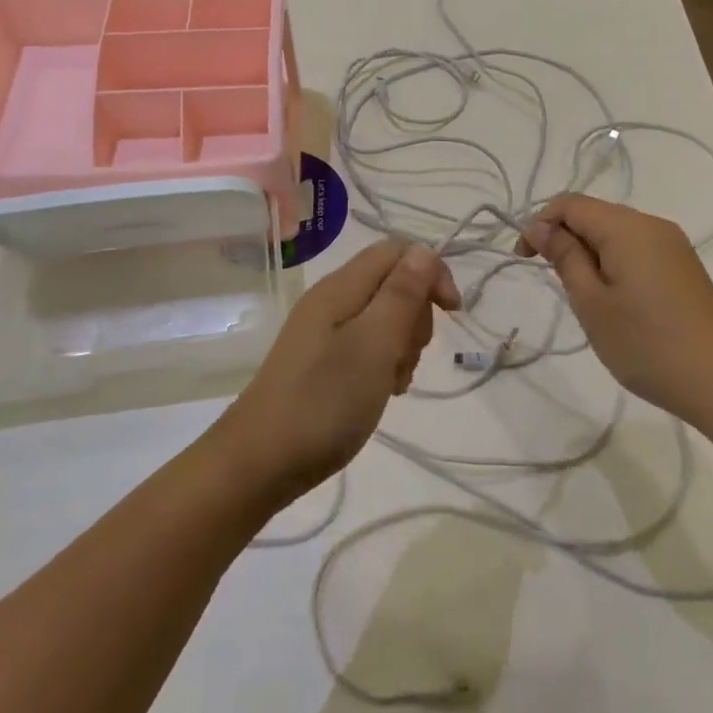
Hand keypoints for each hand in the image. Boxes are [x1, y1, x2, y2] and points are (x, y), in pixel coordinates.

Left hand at [219, 240, 460, 500]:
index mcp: (341, 287)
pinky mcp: (323, 359)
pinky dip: (385, 363)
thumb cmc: (324, 401)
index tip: (452, 314)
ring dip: (403, 345)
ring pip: (385, 317)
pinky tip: (383, 391)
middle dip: (417, 315)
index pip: (398, 250)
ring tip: (393, 382)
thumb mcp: (374, 345)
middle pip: (394, 283)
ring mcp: (325, 331)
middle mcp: (332, 300)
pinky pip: (368, 345)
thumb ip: (401, 295)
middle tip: (407, 357)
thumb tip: (423, 252)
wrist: (261, 461)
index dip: (431, 273)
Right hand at [519, 194, 712, 422]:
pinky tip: (614, 300)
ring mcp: (673, 245)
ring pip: (615, 233)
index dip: (539, 223)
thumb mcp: (591, 302)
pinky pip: (636, 249)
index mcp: (627, 227)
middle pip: (594, 214)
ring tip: (584, 298)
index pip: (570, 203)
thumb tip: (541, 227)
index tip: (523, 259)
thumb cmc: (646, 344)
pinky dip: (613, 263)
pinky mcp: (683, 266)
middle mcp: (653, 224)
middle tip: (555, 284)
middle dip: (564, 238)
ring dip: (588, 253)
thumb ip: (564, 257)